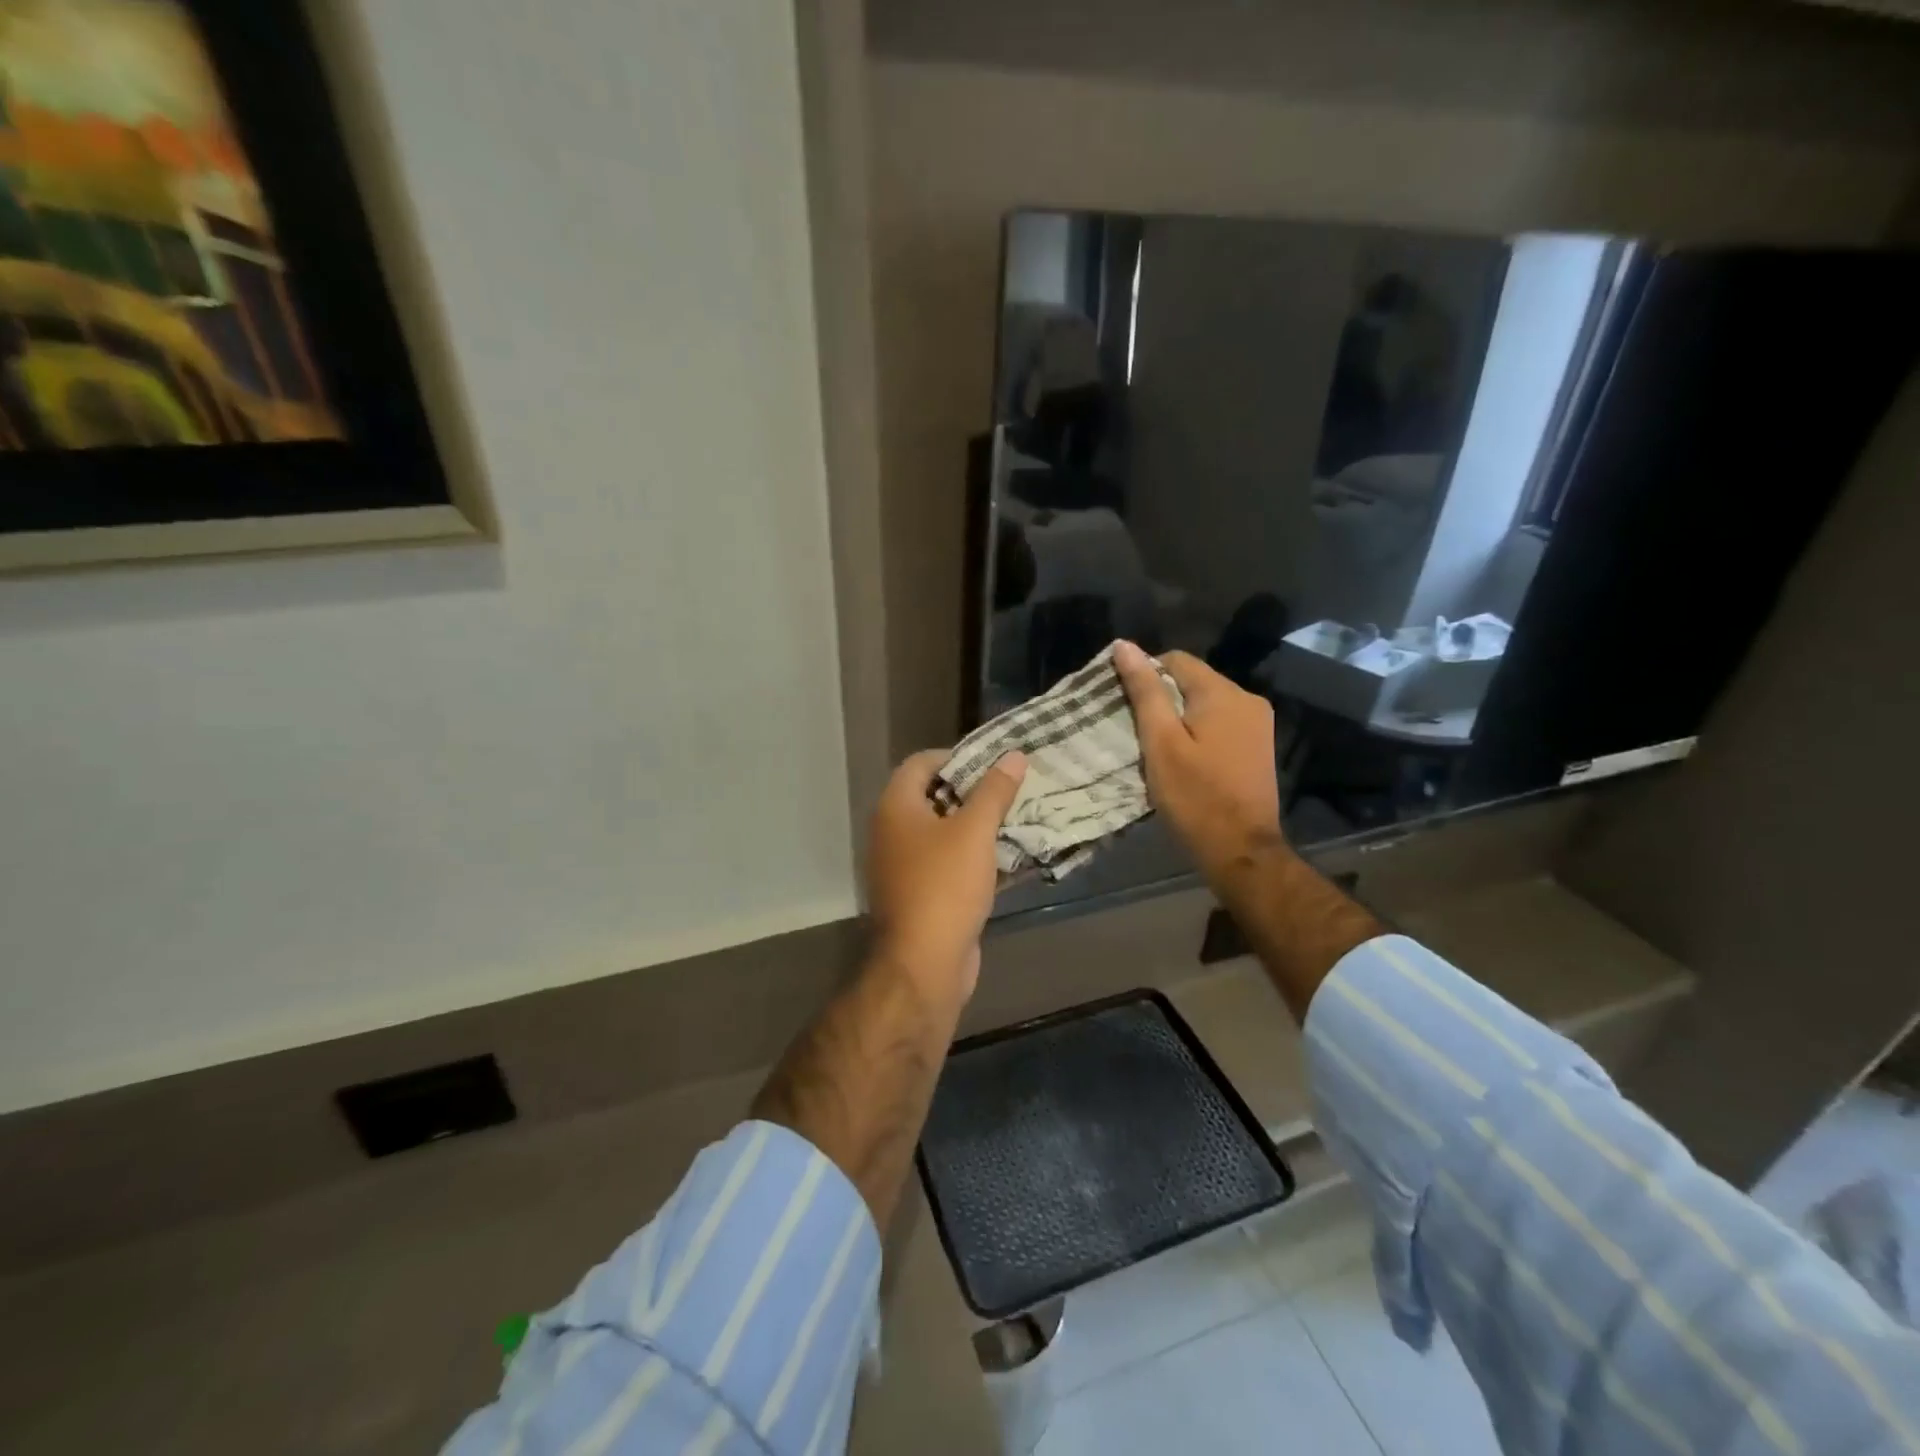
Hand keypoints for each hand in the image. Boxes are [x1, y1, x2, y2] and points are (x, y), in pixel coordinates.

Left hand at [865, 748, 1027, 1004]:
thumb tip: (1014, 755)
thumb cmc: (945, 885)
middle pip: (933, 797)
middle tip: (1011, 788)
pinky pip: (948, 863)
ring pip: (943, 832)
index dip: (956, 756)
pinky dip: (974, 855)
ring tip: (1016, 817)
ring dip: (976, 825)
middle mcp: (892, 831)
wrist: (924, 963)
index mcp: (895, 808)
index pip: (921, 763)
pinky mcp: (921, 893)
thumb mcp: (974, 831)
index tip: (993, 762)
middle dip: (972, 791)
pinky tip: (1007, 856)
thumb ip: (995, 791)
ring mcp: (904, 865)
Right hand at [1113, 640, 1283, 880]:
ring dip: (1179, 717)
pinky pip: (1220, 723)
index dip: (1145, 674)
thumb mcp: (1161, 743)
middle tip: (1135, 730)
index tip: (1124, 704)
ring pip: (1205, 703)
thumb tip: (1125, 646)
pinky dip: (1197, 732)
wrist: (1240, 850)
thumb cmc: (1195, 797)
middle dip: (1162, 698)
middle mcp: (1247, 699)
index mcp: (1223, 694)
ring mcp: (1258, 724)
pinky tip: (1183, 758)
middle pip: (1193, 681)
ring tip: (1155, 746)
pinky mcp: (1258, 746)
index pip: (1176, 660)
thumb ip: (1145, 692)